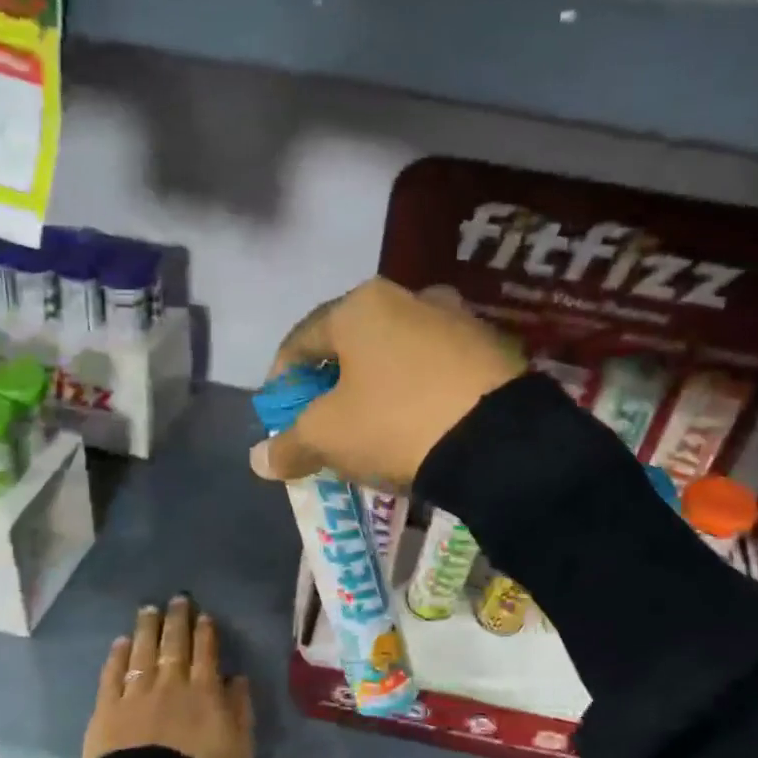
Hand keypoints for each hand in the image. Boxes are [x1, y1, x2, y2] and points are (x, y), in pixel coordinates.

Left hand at [82, 597, 253, 757]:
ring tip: (148, 610)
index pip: (206, 652)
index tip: (203, 615)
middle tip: (177, 600)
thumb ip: (240, 709)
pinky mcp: (108, 709)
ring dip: (147, 628)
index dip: (205, 631)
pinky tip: (120, 642)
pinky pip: (113, 675)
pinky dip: (118, 656)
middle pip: (174, 644)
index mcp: (205, 691)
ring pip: (143, 651)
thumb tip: (237, 678)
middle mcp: (171, 683)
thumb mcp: (241, 748)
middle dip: (177, 620)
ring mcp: (137, 693)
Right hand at [250, 279, 523, 490]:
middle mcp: (410, 297)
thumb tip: (258, 459)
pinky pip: (438, 368)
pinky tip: (421, 424)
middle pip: (353, 344)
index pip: (302, 340)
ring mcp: (457, 319)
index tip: (280, 415)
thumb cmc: (395, 422)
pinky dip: (420, 391)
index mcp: (361, 306)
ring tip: (377, 427)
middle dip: (333, 384)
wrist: (499, 440)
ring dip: (379, 386)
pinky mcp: (493, 348)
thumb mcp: (329, 437)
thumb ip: (289, 444)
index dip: (283, 380)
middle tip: (327, 423)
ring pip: (399, 354)